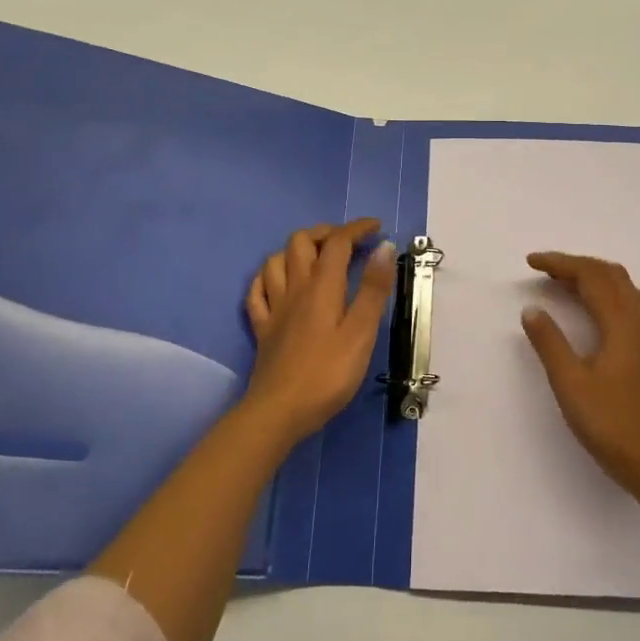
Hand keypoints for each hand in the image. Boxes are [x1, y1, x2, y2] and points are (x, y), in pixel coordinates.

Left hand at [242, 218, 396, 446]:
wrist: (278, 412)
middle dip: (325, 233)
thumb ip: (372, 289)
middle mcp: (295, 288)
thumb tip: (382, 247)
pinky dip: (268, 278)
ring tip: (315, 259)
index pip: (337, 242)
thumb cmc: (327, 374)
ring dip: (295, 251)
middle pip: (301, 242)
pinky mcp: (262, 329)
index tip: (376, 228)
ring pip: (276, 261)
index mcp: (322, 287)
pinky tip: (277, 284)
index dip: (356, 229)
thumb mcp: (361, 333)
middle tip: (347, 243)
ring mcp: (274, 308)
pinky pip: (257, 292)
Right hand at [521, 252, 639, 491]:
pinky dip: (602, 291)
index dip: (559, 263)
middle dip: (576, 264)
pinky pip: (625, 301)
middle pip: (609, 274)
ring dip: (591, 275)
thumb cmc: (610, 423)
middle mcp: (636, 321)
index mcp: (619, 324)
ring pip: (620, 286)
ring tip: (561, 281)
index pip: (590, 277)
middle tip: (543, 268)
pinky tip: (588, 307)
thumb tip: (532, 309)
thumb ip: (550, 343)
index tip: (530, 262)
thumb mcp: (570, 384)